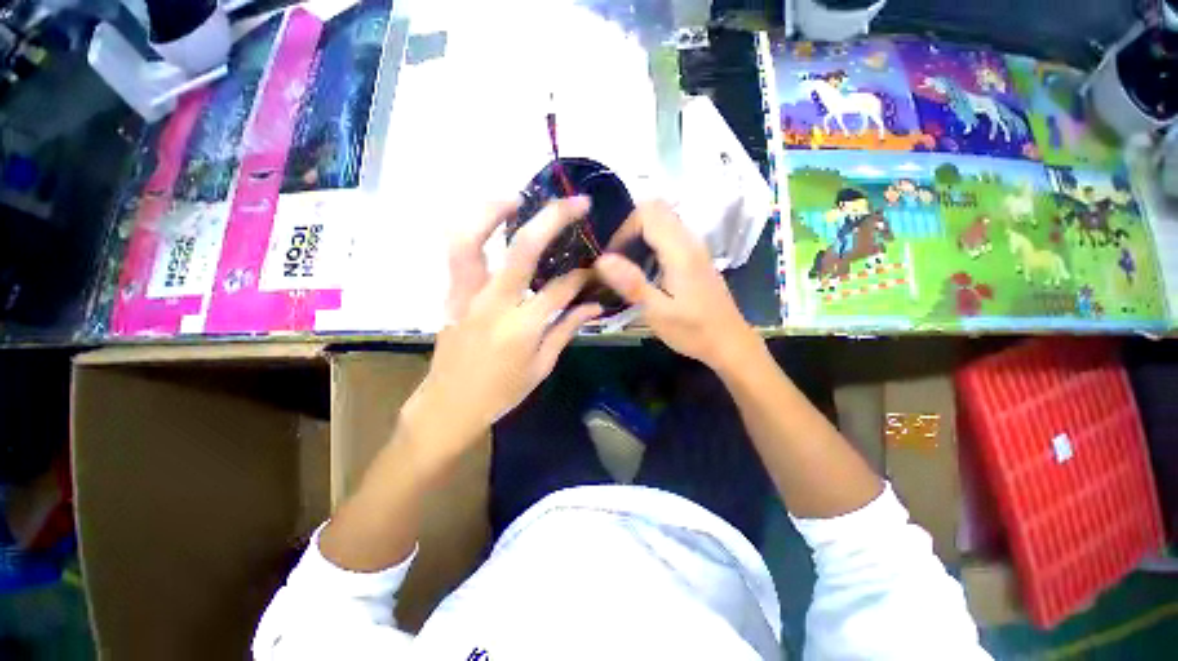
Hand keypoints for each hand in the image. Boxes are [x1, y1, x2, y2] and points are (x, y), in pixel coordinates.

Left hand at [407, 197, 601, 461]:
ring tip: (516, 198)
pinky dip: (471, 229)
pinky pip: (456, 253)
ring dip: (493, 211)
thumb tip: (593, 306)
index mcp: (522, 329)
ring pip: (471, 240)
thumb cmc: (501, 393)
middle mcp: (493, 305)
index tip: (594, 267)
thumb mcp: (542, 367)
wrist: (449, 405)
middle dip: (552, 219)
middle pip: (522, 250)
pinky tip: (489, 222)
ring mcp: (465, 296)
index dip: (582, 275)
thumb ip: (566, 329)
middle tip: (575, 203)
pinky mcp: (450, 295)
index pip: (560, 289)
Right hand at [595, 201, 760, 371]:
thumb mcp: (658, 312)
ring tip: (629, 266)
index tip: (612, 257)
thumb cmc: (693, 331)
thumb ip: (632, 283)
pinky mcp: (697, 258)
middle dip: (631, 228)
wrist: (730, 342)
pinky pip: (671, 235)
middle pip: (657, 209)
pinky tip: (648, 271)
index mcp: (680, 251)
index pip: (648, 213)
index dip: (624, 229)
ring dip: (641, 236)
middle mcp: (690, 241)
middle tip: (619, 258)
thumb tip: (602, 260)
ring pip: (665, 221)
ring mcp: (697, 248)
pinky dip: (653, 243)